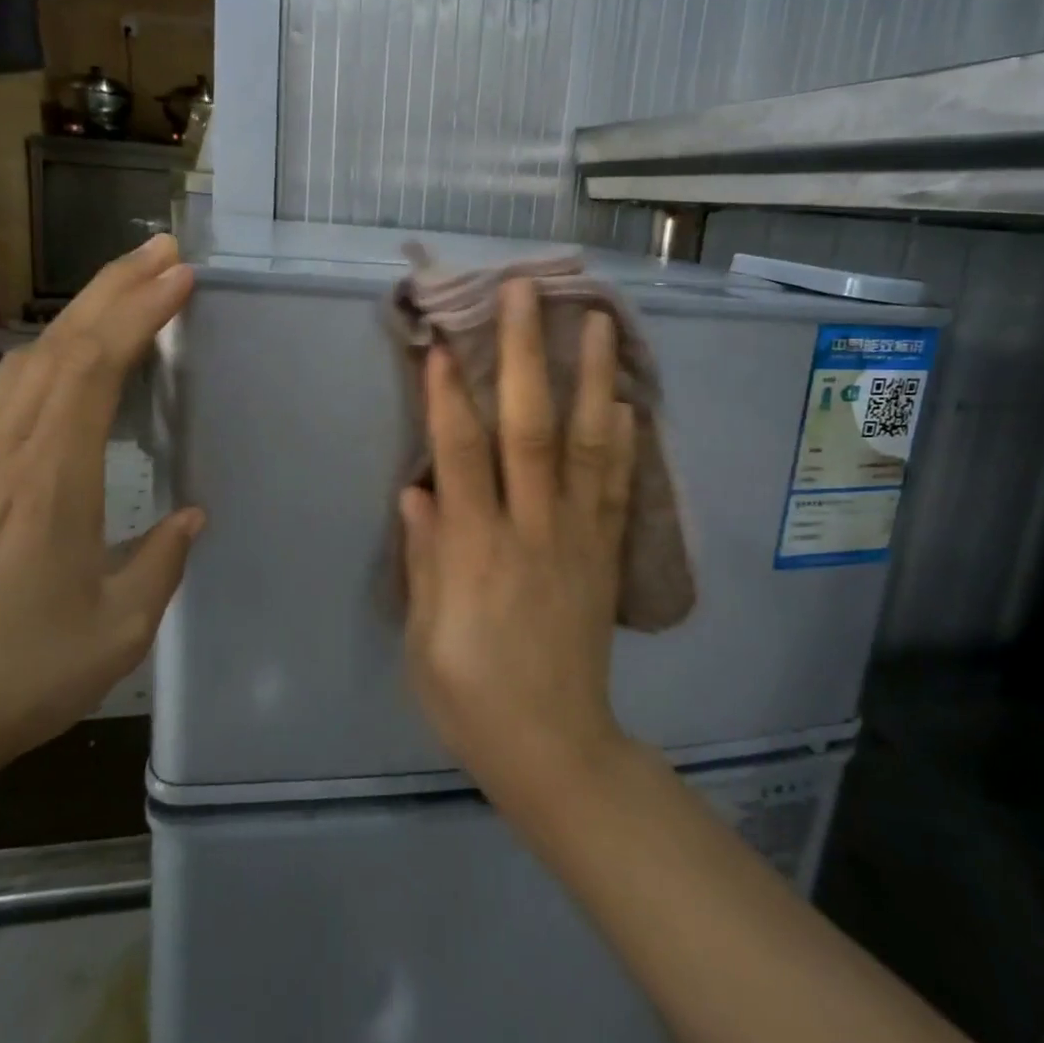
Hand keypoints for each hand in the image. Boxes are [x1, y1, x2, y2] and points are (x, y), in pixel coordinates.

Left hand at [0, 234, 203, 779]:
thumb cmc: (25, 673)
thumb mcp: (121, 626)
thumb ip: (164, 559)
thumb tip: (191, 513)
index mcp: (51, 482)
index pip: (94, 369)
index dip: (138, 313)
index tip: (180, 277)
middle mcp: (6, 453)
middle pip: (60, 345)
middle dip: (115, 288)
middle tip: (164, 252)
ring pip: (28, 360)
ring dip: (80, 314)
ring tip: (128, 289)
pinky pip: (4, 392)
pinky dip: (46, 355)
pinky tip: (63, 358)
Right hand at [400, 278, 636, 806]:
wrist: (556, 749)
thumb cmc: (471, 698)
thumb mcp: (422, 640)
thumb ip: (422, 560)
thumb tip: (416, 490)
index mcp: (475, 553)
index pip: (461, 456)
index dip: (448, 396)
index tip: (441, 341)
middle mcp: (531, 531)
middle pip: (530, 429)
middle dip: (525, 355)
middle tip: (525, 293)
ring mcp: (578, 538)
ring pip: (588, 445)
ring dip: (591, 379)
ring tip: (597, 322)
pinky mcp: (606, 555)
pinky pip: (619, 488)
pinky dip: (624, 441)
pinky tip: (627, 401)